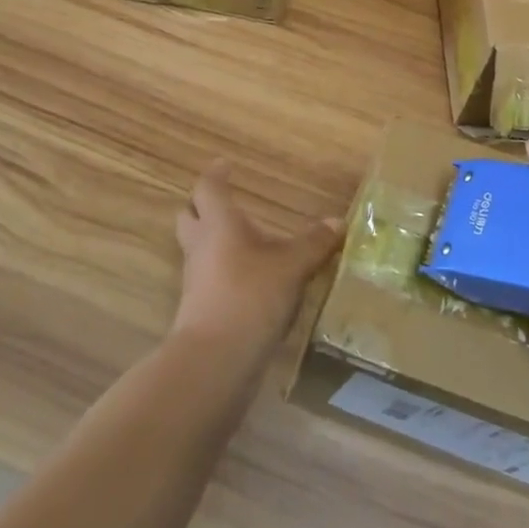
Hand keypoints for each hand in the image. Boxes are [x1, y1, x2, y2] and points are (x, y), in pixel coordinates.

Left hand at [172, 161, 340, 357]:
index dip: (216, 175)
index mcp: (218, 224)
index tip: (226, 165)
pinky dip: (223, 273)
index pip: (208, 188)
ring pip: (197, 250)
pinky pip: (207, 280)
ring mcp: (195, 281)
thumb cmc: (250, 296)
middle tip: (225, 203)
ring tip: (243, 243)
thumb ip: (315, 243)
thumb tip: (339, 222)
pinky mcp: (198, 311)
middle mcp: (201, 247)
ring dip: (213, 242)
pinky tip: (248, 281)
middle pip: (189, 217)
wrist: (215, 361)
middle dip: (203, 207)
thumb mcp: (292, 266)